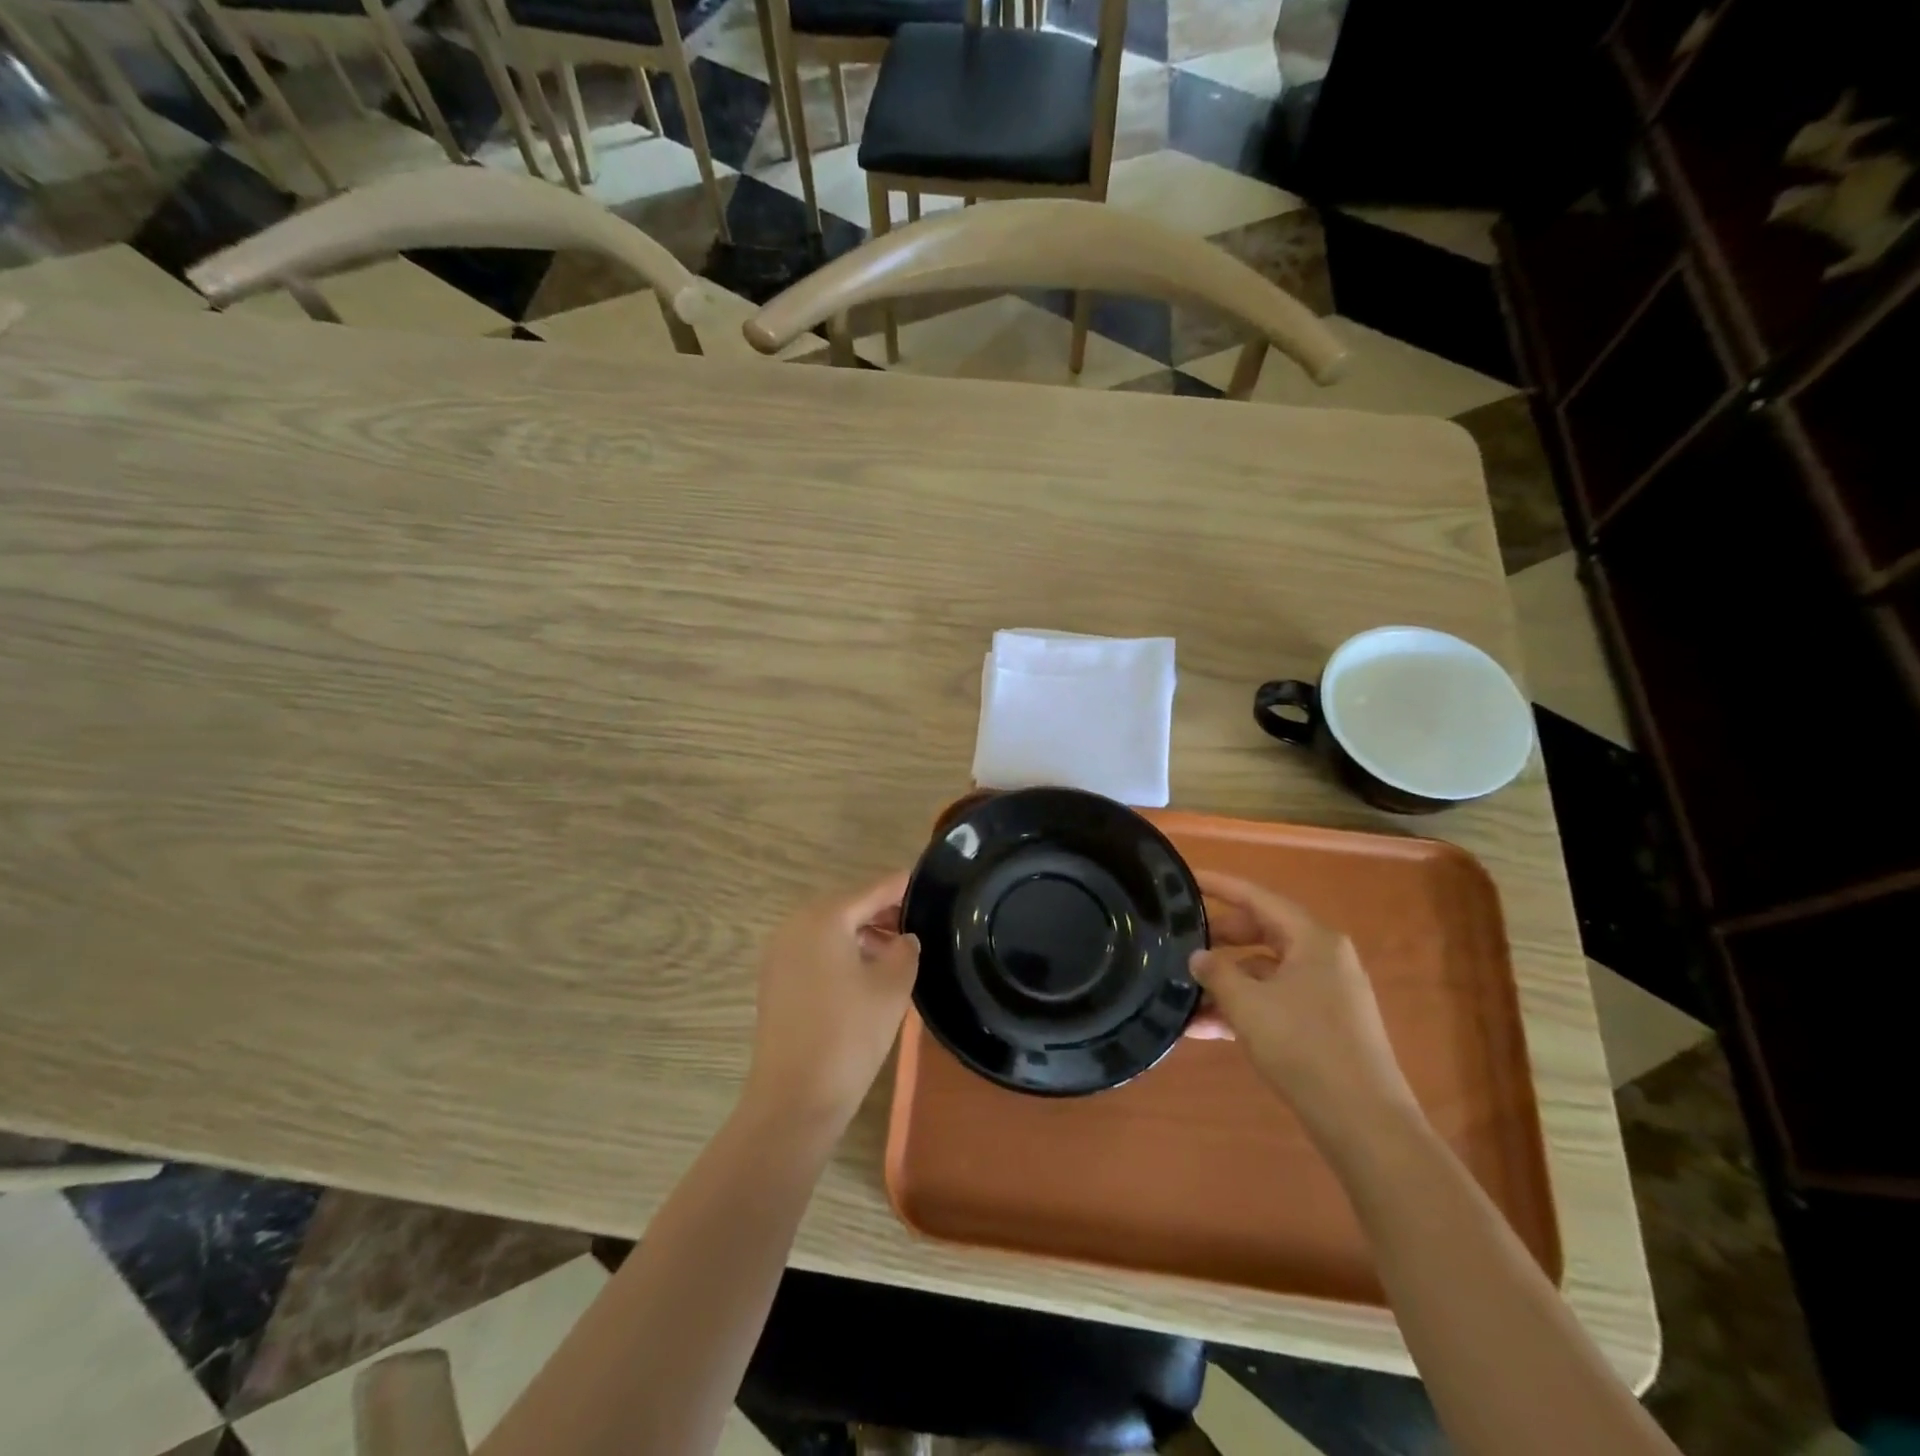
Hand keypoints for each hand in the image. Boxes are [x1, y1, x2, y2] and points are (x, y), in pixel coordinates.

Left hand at [741, 872, 920, 1133]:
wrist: (794, 1099)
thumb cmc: (849, 1035)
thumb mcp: (892, 987)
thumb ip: (906, 950)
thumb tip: (904, 938)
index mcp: (825, 918)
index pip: (873, 889)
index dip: (903, 886)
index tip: (929, 884)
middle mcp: (796, 925)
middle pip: (848, 906)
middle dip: (883, 913)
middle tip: (918, 926)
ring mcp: (780, 953)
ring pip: (831, 930)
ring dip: (863, 935)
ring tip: (898, 953)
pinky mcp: (775, 980)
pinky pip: (815, 951)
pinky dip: (841, 953)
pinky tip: (867, 974)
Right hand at [1190, 871, 1417, 1142]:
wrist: (1364, 1123)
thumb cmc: (1304, 1047)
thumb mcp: (1248, 1005)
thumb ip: (1217, 973)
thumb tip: (1198, 957)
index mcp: (1313, 939)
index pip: (1258, 898)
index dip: (1220, 886)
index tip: (1187, 878)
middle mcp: (1323, 957)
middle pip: (1262, 933)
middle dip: (1219, 941)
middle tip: (1181, 943)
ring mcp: (1326, 993)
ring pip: (1265, 972)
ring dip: (1226, 984)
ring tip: (1183, 997)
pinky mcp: (1324, 1025)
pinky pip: (1275, 1002)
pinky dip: (1244, 1009)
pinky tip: (1205, 1030)